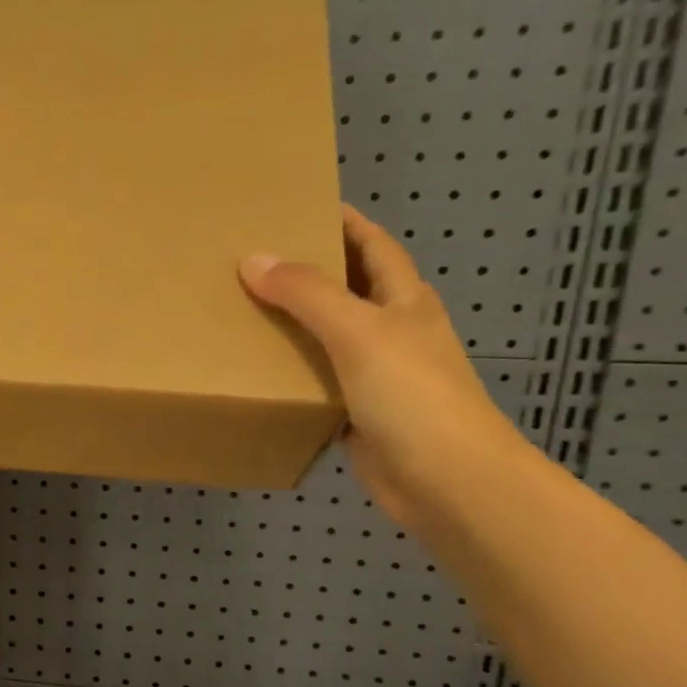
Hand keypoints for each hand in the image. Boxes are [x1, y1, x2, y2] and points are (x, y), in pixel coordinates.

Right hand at [238, 206, 532, 532]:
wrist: (447, 481)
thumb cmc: (413, 394)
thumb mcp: (358, 332)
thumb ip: (307, 294)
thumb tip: (252, 259)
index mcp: (403, 300)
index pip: (372, 245)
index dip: (342, 221)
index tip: (296, 204)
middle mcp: (392, 331)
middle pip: (345, 289)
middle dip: (305, 272)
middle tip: (248, 260)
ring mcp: (375, 376)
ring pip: (326, 339)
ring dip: (291, 325)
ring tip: (239, 310)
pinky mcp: (357, 415)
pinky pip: (316, 384)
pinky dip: (289, 375)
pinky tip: (254, 372)